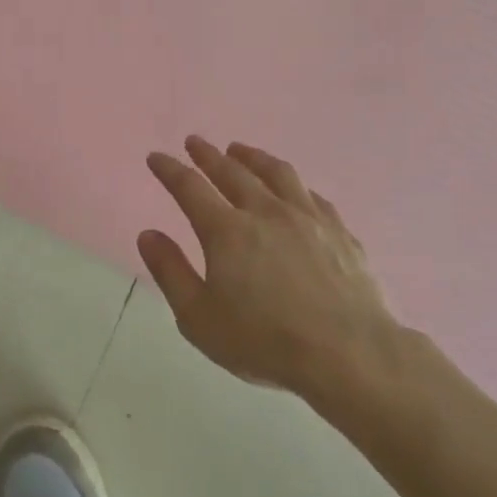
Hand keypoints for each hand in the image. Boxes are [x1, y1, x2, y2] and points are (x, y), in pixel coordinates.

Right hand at [139, 137, 403, 410]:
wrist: (349, 355)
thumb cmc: (264, 341)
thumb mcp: (198, 317)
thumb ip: (171, 272)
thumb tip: (148, 234)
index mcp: (226, 230)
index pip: (189, 187)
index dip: (169, 169)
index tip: (156, 157)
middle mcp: (265, 212)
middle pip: (231, 171)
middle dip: (208, 154)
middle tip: (194, 142)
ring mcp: (307, 218)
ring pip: (276, 173)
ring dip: (252, 157)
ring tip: (239, 149)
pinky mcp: (340, 232)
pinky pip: (312, 196)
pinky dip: (293, 185)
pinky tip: (292, 188)